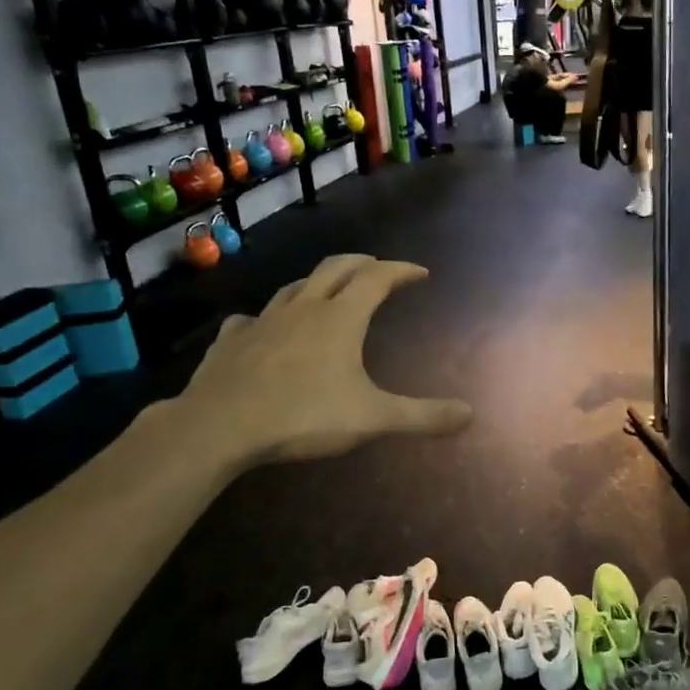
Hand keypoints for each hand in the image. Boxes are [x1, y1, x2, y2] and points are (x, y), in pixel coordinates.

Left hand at [167, 254, 471, 469]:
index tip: (420, 272)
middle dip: (362, 264)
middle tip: (378, 269)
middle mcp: (303, 308)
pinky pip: (252, 319)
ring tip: (329, 292)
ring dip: (318, 284)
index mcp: (341, 318)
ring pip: (295, 288)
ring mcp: (263, 321)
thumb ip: (422, 416)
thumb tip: (470, 414)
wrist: (219, 426)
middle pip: (337, 268)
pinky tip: (265, 329)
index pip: (378, 278)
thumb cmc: (303, 416)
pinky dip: (269, 318)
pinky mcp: (231, 340)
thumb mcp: (372, 419)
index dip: (401, 271)